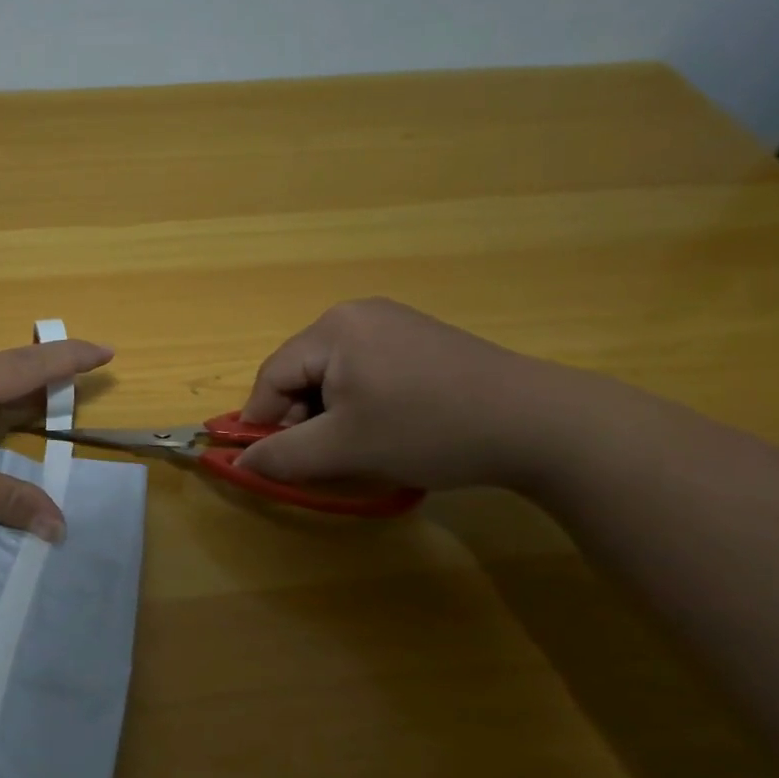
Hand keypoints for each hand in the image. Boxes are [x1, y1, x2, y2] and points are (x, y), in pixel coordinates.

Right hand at [235, 299, 579, 491]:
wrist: (539, 424)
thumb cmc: (427, 429)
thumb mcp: (345, 449)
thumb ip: (283, 455)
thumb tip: (239, 462)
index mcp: (333, 328)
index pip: (272, 377)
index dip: (263, 423)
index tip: (269, 463)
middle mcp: (357, 314)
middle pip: (303, 373)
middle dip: (302, 420)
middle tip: (323, 460)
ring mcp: (394, 323)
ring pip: (334, 375)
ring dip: (332, 416)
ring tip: (358, 449)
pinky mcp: (421, 340)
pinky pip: (367, 372)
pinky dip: (362, 404)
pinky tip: (387, 429)